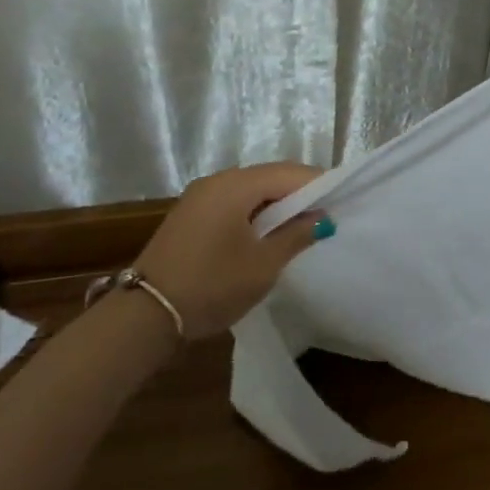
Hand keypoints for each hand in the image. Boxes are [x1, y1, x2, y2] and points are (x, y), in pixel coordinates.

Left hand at [131, 162, 331, 338]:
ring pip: (251, 190)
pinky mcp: (191, 215)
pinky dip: (256, 212)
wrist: (145, 316)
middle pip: (270, 176)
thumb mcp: (263, 265)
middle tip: (327, 213)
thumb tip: (322, 217)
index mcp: (235, 185)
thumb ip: (297, 235)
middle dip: (299, 193)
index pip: (289, 173)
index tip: (343, 200)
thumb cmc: (212, 285)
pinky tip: (268, 233)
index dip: (319, 184)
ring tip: (302, 226)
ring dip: (277, 204)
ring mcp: (199, 197)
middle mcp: (216, 181)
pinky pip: (233, 202)